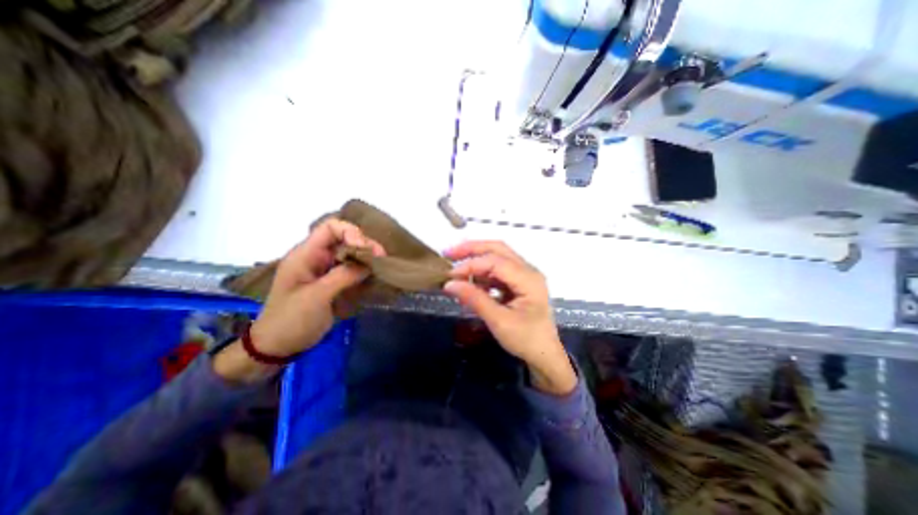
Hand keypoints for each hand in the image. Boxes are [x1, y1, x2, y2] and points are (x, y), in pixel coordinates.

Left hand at [215, 218, 383, 381]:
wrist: (278, 346)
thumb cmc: (291, 319)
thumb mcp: (317, 296)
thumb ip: (343, 276)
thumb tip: (369, 263)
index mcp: (306, 254)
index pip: (331, 228)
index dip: (351, 232)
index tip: (366, 249)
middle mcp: (318, 257)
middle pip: (345, 239)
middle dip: (365, 246)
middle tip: (382, 259)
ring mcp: (326, 270)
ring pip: (351, 254)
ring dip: (367, 259)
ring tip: (382, 268)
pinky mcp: (333, 282)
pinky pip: (352, 270)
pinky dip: (365, 271)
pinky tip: (375, 278)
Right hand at [443, 240, 571, 393]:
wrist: (544, 355)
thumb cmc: (526, 340)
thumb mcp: (499, 321)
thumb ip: (475, 299)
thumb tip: (449, 283)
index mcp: (528, 279)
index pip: (495, 261)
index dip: (471, 265)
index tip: (450, 275)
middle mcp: (528, 271)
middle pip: (498, 249)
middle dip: (472, 249)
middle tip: (449, 253)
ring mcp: (524, 276)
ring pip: (497, 257)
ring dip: (476, 259)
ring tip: (455, 267)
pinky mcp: (518, 283)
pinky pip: (497, 271)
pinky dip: (482, 273)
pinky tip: (469, 280)